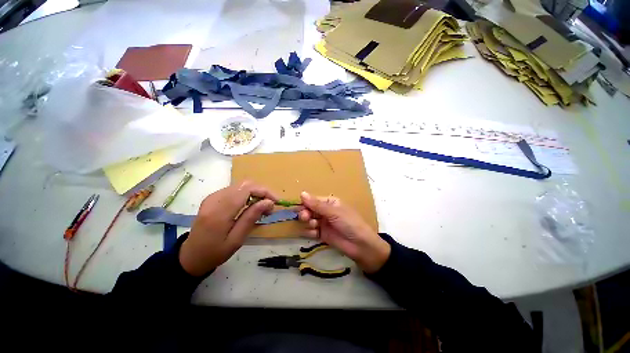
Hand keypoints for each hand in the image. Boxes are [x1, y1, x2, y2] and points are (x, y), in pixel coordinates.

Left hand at [179, 181, 276, 275]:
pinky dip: (247, 194)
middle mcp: (215, 199)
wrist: (190, 256)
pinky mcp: (212, 198)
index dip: (264, 191)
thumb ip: (251, 218)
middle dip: (262, 191)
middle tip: (270, 206)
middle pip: (244, 184)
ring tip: (262, 207)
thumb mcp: (236, 240)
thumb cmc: (215, 252)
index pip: (246, 189)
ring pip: (241, 186)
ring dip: (255, 193)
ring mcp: (212, 197)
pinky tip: (250, 206)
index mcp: (220, 212)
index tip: (275, 201)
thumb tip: (268, 202)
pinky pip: (235, 190)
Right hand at [297, 192, 390, 272]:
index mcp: (330, 202)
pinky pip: (311, 231)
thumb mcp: (333, 212)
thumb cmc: (349, 223)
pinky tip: (314, 234)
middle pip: (309, 210)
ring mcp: (324, 223)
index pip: (313, 200)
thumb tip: (302, 193)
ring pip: (309, 220)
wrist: (360, 246)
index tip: (299, 207)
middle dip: (306, 213)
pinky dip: (310, 232)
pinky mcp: (322, 234)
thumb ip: (317, 205)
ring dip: (309, 223)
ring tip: (314, 226)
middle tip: (305, 217)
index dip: (305, 203)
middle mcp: (326, 211)